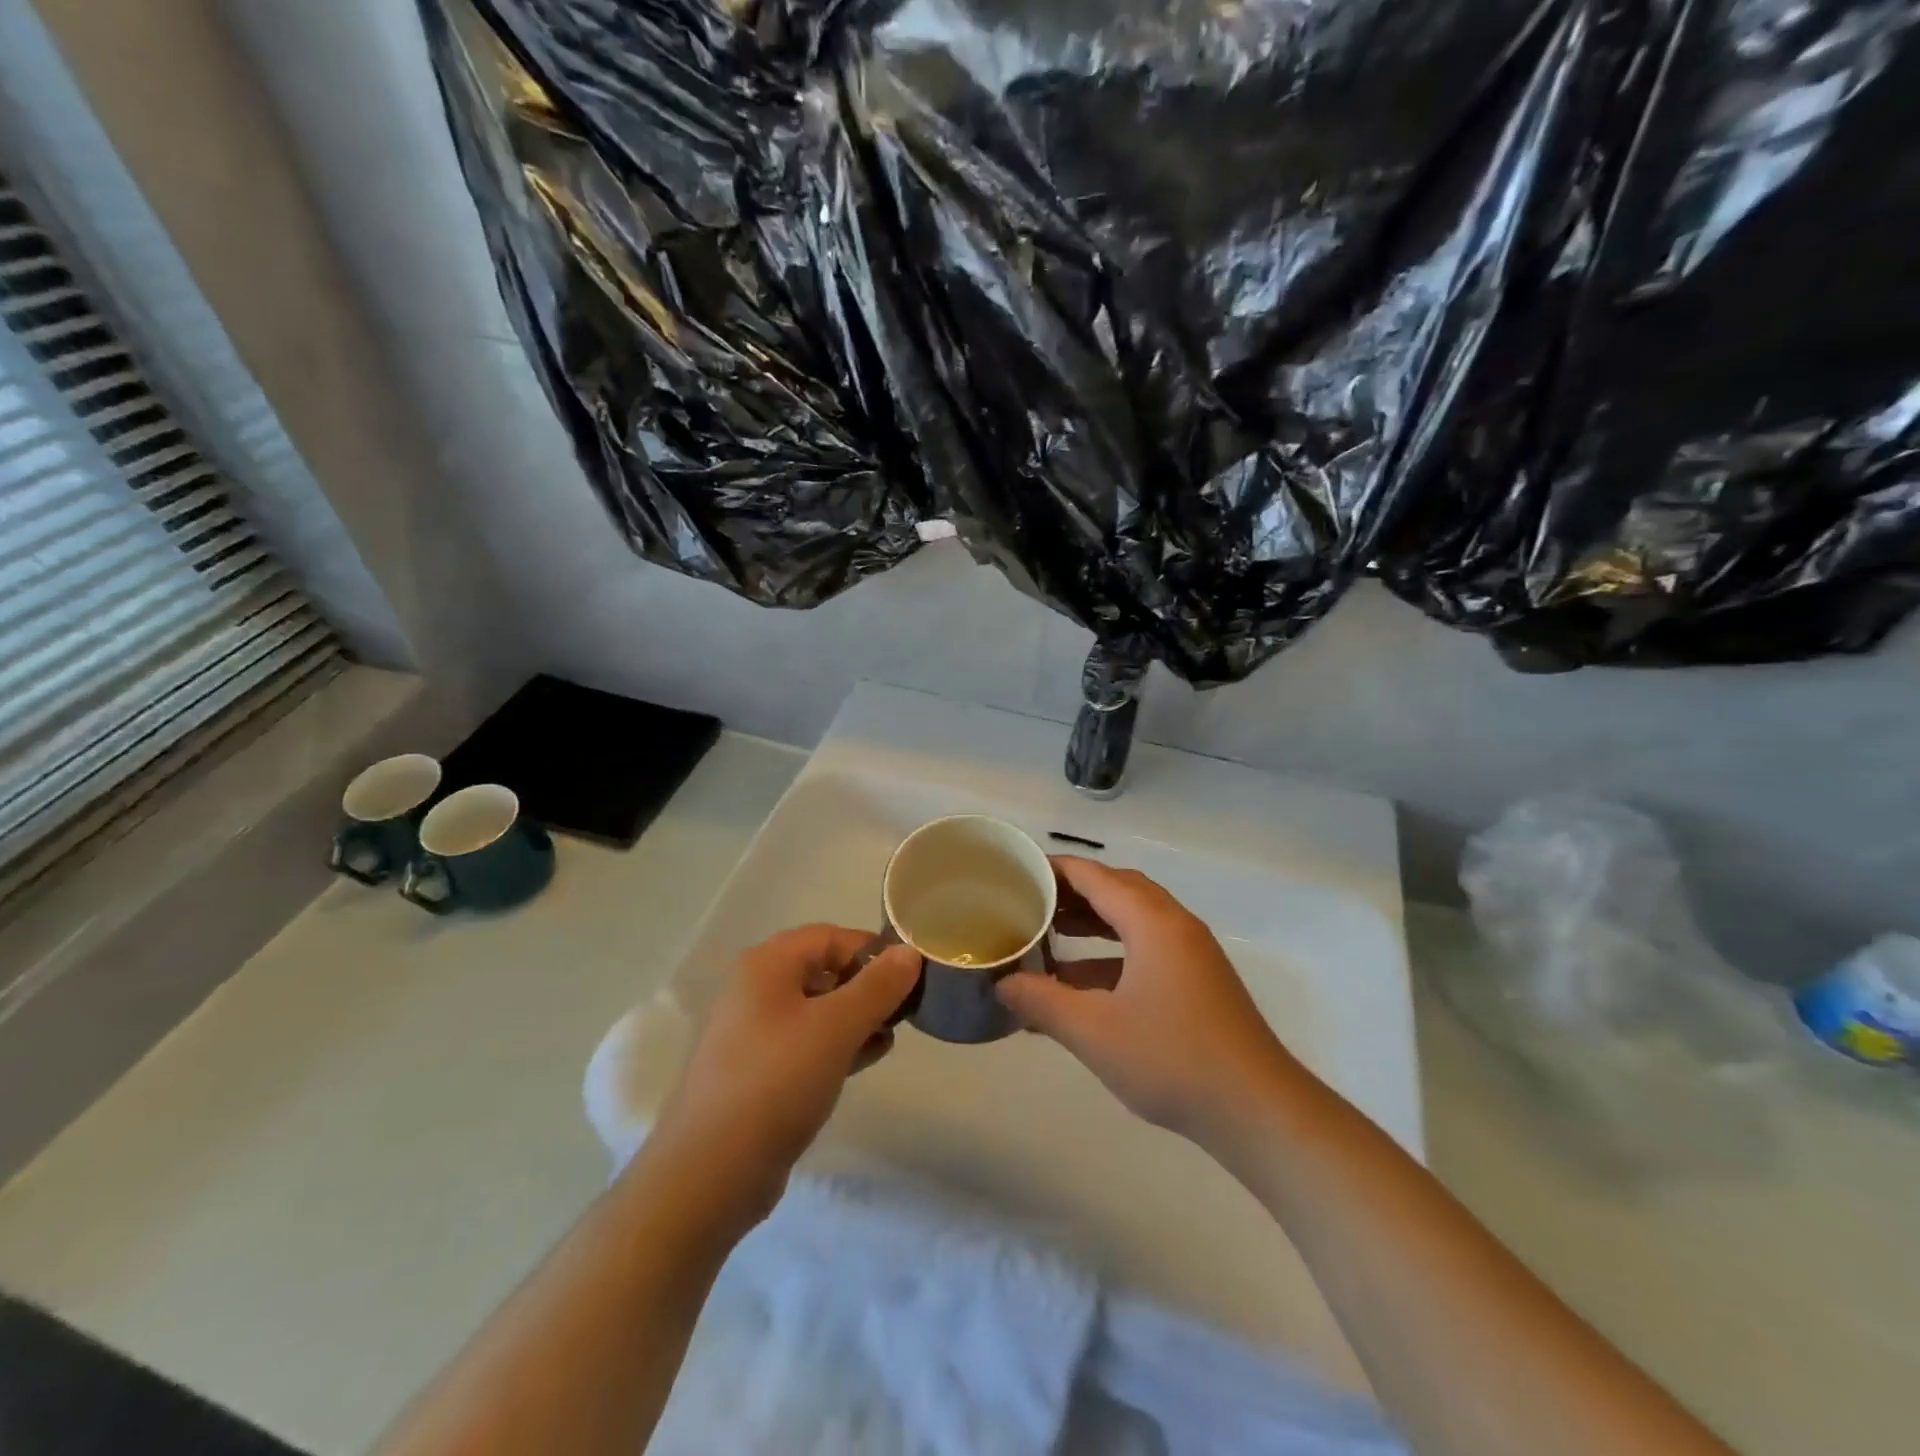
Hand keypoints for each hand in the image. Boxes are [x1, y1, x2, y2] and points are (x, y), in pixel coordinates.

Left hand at [651, 925, 920, 1223]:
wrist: (711, 1173)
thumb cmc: (777, 1082)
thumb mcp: (837, 1028)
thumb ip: (878, 986)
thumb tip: (909, 952)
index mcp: (767, 965)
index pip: (830, 936)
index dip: (871, 951)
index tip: (909, 978)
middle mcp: (756, 989)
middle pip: (823, 969)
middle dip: (867, 986)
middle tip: (903, 1011)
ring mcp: (753, 1032)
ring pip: (817, 1009)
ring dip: (856, 1017)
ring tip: (890, 1038)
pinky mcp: (758, 1071)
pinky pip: (806, 1042)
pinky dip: (837, 1044)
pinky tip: (866, 1059)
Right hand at [998, 857, 1308, 1145]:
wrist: (1258, 1110)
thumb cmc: (1172, 1060)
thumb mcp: (1094, 1032)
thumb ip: (1041, 1002)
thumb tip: (1001, 984)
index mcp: (1152, 922)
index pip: (1094, 875)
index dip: (1053, 868)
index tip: (1016, 872)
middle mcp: (1175, 924)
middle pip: (1116, 889)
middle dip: (1071, 893)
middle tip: (1029, 902)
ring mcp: (1191, 952)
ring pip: (1134, 918)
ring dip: (1093, 922)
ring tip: (1050, 935)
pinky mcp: (1198, 980)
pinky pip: (1147, 946)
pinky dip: (1112, 952)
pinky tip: (1082, 983)